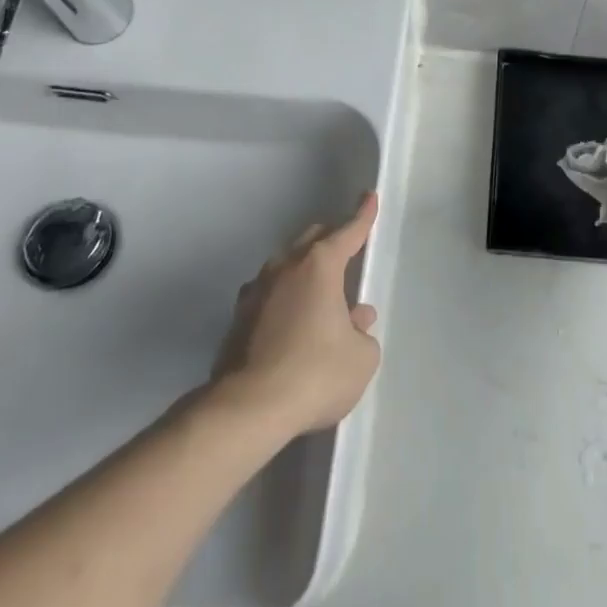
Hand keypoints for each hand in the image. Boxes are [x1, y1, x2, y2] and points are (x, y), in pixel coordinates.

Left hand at [211, 193, 382, 437]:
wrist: (248, 408)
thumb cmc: (315, 374)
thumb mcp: (360, 358)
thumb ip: (362, 333)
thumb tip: (355, 319)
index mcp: (319, 266)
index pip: (347, 232)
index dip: (362, 216)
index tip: (369, 197)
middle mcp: (285, 268)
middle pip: (311, 240)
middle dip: (331, 239)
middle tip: (346, 249)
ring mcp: (256, 291)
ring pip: (286, 265)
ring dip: (305, 271)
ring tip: (320, 294)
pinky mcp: (238, 319)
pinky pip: (269, 294)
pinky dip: (284, 298)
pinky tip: (291, 321)